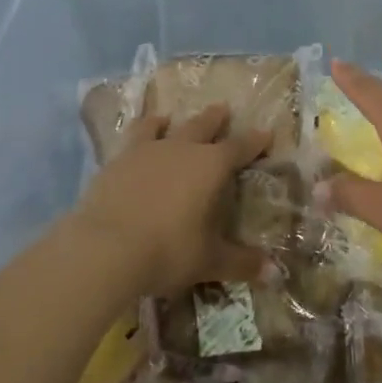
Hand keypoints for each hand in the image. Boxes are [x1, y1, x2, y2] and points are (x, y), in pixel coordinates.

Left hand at [72, 104, 271, 298]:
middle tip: (223, 108)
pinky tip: (136, 139)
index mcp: (211, 166)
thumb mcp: (209, 261)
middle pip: (202, 125)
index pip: (239, 147)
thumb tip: (276, 275)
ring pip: (161, 126)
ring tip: (168, 117)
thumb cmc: (168, 251)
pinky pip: (132, 138)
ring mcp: (146, 151)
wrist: (105, 247)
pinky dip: (139, 133)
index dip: (255, 141)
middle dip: (215, 118)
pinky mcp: (117, 161)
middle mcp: (181, 149)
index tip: (266, 133)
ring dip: (169, 121)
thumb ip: (242, 262)